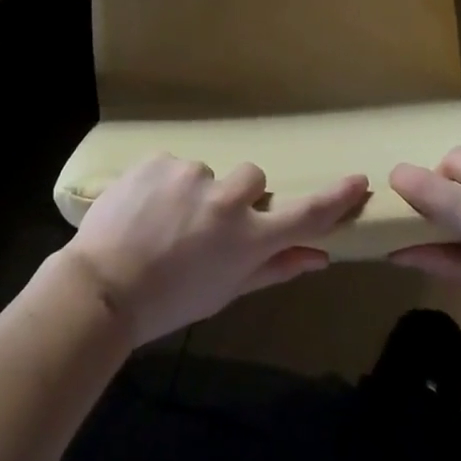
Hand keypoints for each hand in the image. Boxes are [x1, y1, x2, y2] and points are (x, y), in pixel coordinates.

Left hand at [61, 154, 369, 345]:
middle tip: (207, 223)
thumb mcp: (224, 293)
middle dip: (239, 195)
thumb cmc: (168, 301)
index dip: (336, 198)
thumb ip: (273, 270)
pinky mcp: (160, 159)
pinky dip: (164, 183)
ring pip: (208, 172)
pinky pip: (173, 165)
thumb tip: (319, 257)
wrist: (101, 286)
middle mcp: (227, 199)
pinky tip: (143, 208)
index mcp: (248, 238)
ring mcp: (192, 174)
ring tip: (163, 220)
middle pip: (253, 178)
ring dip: (195, 191)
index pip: (305, 214)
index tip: (359, 181)